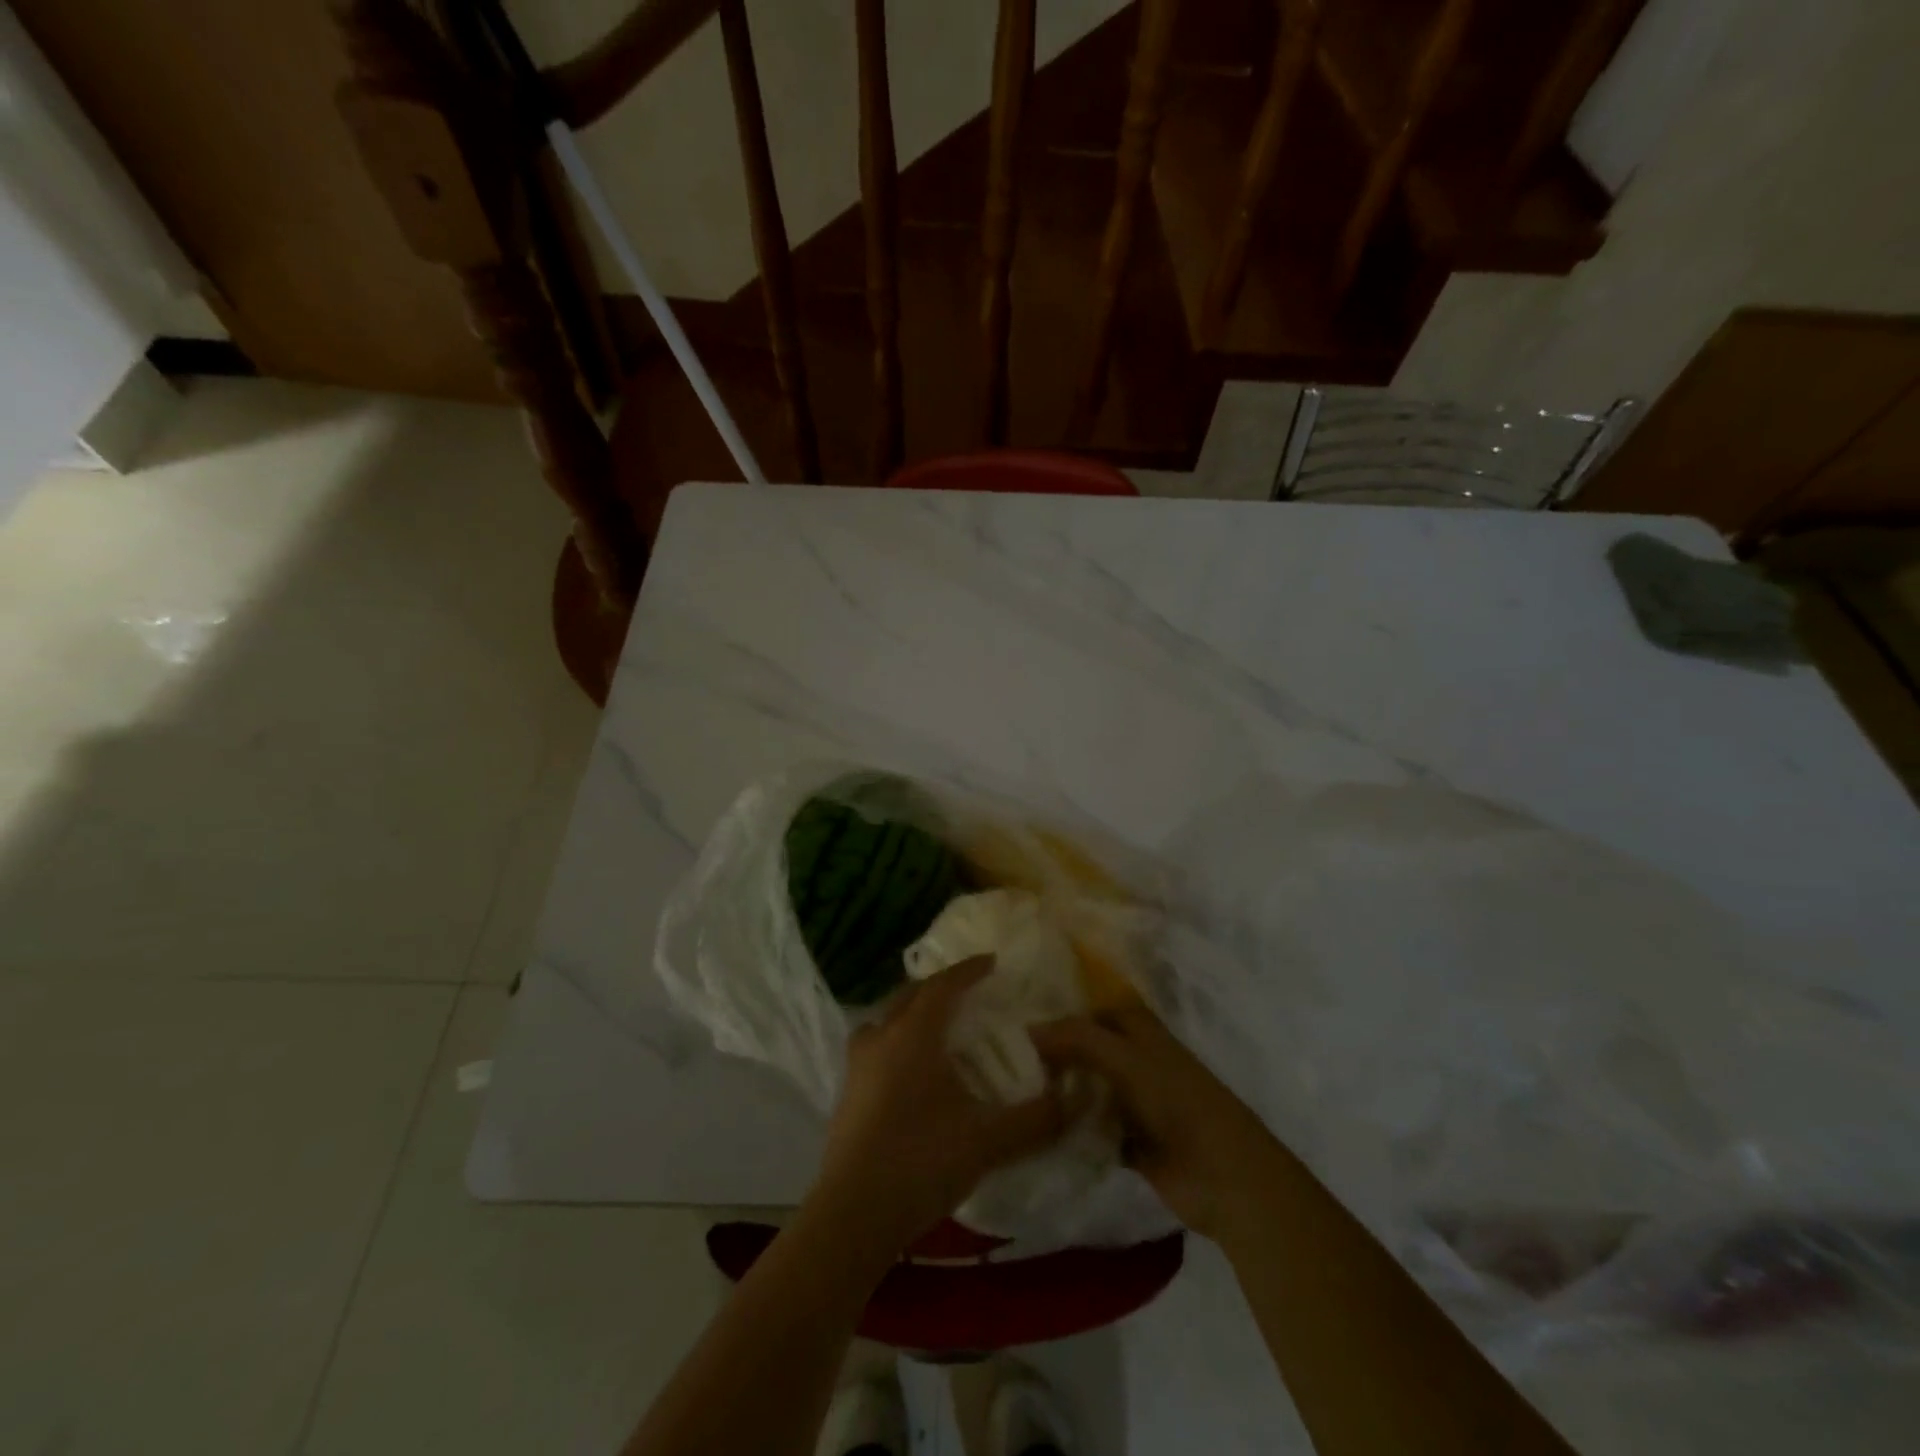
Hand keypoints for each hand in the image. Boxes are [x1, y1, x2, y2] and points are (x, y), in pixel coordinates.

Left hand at [808, 957, 1067, 1258]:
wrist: (853, 1215)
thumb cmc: (922, 1161)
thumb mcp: (989, 1140)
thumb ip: (1037, 1119)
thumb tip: (1075, 1098)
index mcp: (914, 1034)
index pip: (943, 986)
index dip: (968, 970)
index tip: (992, 961)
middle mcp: (881, 1038)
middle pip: (910, 996)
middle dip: (939, 987)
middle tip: (967, 992)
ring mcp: (858, 1066)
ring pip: (886, 1020)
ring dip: (911, 1013)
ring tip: (936, 1027)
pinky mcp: (847, 1094)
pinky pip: (875, 1046)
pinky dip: (896, 1041)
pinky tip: (911, 1071)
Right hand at [1032, 1007, 1286, 1241]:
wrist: (1226, 1179)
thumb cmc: (1179, 1104)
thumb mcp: (1126, 1060)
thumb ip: (1079, 1039)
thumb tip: (1028, 1027)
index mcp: (1141, 1031)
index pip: (1093, 1008)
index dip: (1063, 1008)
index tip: (1017, 1016)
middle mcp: (1135, 1061)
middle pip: (1088, 1048)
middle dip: (1054, 1051)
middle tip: (1006, 1056)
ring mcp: (1134, 1103)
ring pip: (1088, 1087)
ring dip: (1059, 1090)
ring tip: (1011, 1091)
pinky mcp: (1131, 1142)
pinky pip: (1092, 1128)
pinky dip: (1070, 1129)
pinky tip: (1035, 1130)